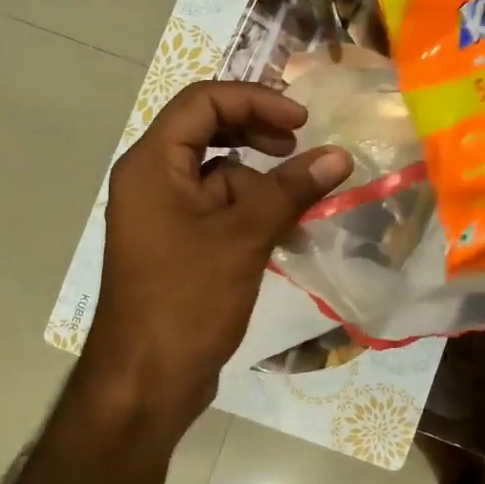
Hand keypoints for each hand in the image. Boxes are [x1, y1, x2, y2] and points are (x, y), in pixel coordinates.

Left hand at [88, 81, 351, 414]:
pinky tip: (289, 237)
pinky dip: (255, 214)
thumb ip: (290, 190)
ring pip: (221, 176)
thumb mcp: (243, 238)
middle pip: (209, 132)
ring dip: (264, 183)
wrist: (145, 383)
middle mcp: (152, 181)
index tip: (301, 122)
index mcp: (152, 166)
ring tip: (304, 204)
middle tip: (301, 145)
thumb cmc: (185, 301)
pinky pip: (221, 211)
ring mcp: (165, 216)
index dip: (254, 100)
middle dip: (258, 133)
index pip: (202, 102)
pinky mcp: (180, 246)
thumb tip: (339, 156)